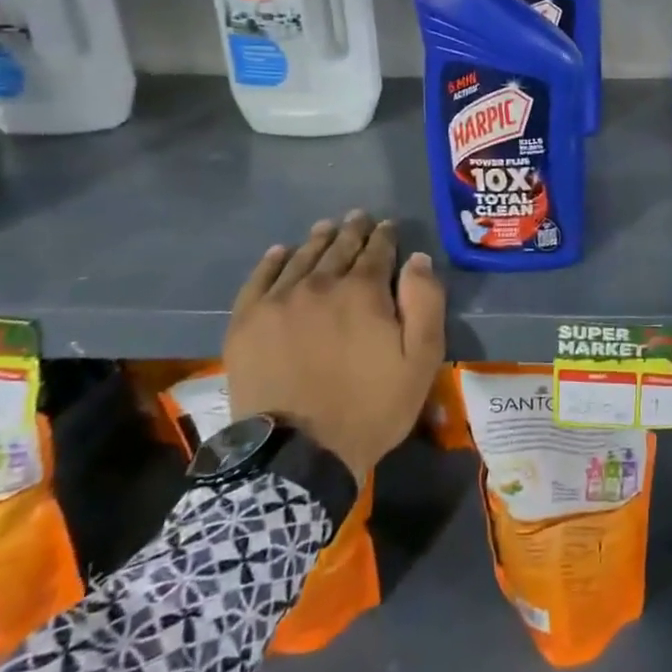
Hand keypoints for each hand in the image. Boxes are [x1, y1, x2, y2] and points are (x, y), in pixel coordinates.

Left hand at [224, 211, 445, 478]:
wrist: (298, 454)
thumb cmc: (371, 407)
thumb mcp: (420, 359)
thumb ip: (425, 303)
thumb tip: (418, 260)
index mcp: (364, 291)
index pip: (377, 251)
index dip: (385, 236)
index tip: (388, 227)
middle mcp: (320, 285)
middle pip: (339, 248)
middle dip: (353, 231)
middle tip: (358, 218)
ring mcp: (278, 302)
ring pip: (302, 258)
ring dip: (318, 240)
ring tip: (326, 227)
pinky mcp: (247, 323)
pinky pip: (260, 280)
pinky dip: (273, 262)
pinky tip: (281, 252)